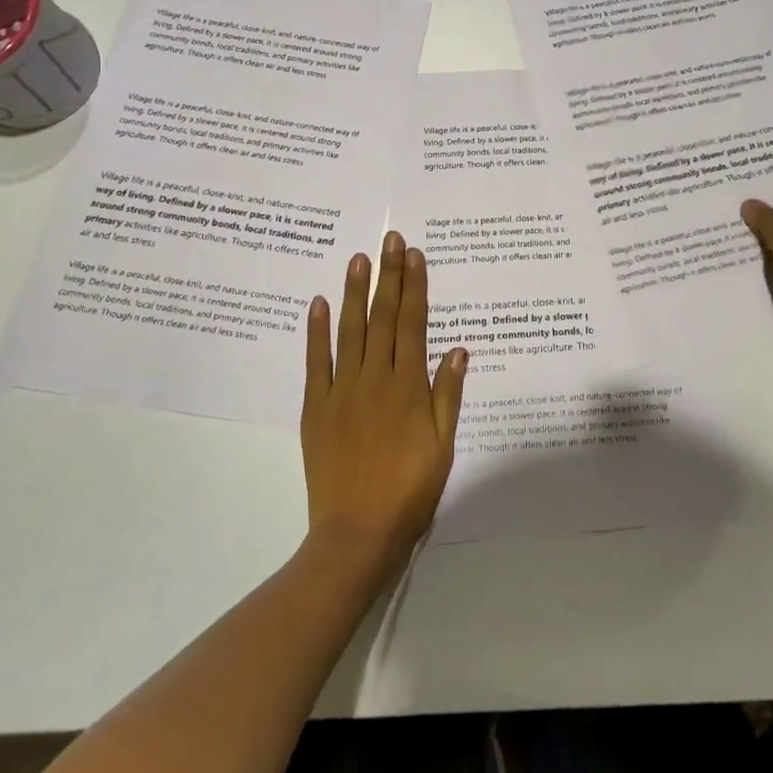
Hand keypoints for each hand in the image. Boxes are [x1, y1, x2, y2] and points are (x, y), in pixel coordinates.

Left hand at [303, 231, 466, 576]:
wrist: (357, 533)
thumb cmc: (410, 490)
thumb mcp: (443, 445)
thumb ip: (448, 394)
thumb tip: (457, 348)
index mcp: (407, 386)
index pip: (412, 324)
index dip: (414, 287)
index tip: (414, 255)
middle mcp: (374, 378)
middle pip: (382, 317)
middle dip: (388, 276)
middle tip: (389, 239)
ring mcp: (341, 390)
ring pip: (349, 330)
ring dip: (354, 292)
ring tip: (358, 258)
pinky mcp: (315, 407)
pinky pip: (315, 362)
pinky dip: (316, 331)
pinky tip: (318, 303)